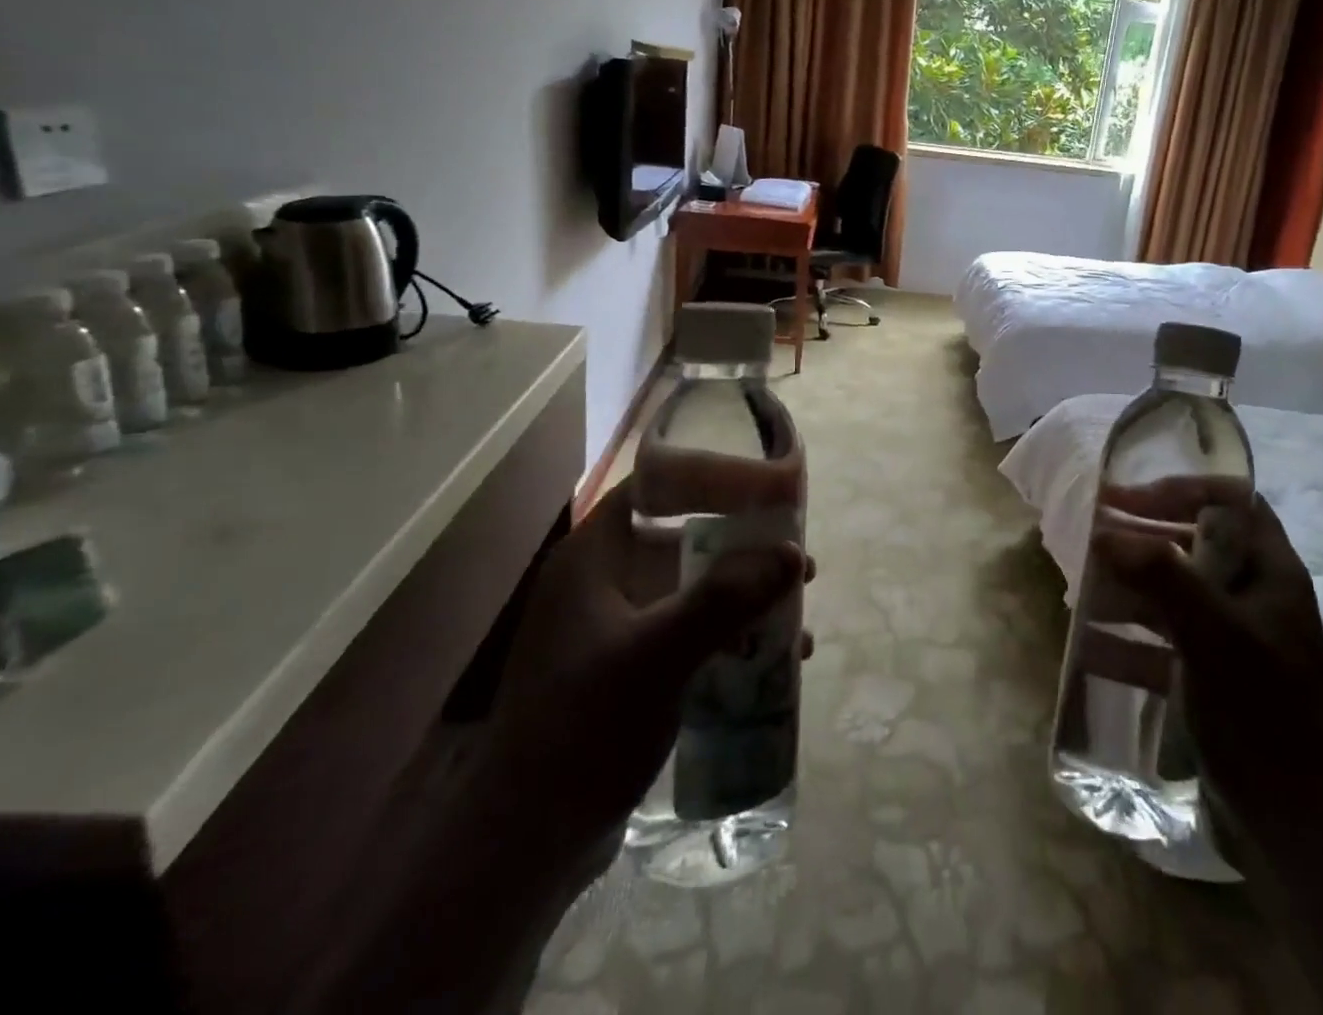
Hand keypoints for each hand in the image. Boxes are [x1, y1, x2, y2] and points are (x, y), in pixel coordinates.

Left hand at [474, 476, 810, 862]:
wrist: (525, 846)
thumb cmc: (583, 730)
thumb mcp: (659, 655)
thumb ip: (726, 599)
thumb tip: (791, 553)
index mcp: (593, 560)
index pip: (652, 488)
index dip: (706, 476)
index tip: (762, 485)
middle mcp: (602, 584)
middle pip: (682, 539)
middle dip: (742, 545)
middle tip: (792, 553)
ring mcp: (614, 630)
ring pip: (692, 589)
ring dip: (743, 593)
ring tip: (796, 605)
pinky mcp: (629, 671)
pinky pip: (690, 633)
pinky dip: (730, 635)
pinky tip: (774, 659)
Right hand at [1092, 483, 1322, 839]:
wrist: (1292, 822)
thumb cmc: (1261, 710)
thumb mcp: (1213, 634)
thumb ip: (1162, 575)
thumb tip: (1104, 530)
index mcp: (1270, 573)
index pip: (1232, 502)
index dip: (1182, 489)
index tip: (1130, 497)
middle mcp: (1253, 597)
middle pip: (1196, 544)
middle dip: (1145, 537)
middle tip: (1095, 535)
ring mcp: (1233, 639)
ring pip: (1176, 593)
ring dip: (1131, 586)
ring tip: (1085, 585)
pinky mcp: (1212, 676)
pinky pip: (1165, 641)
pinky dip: (1130, 638)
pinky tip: (1091, 645)